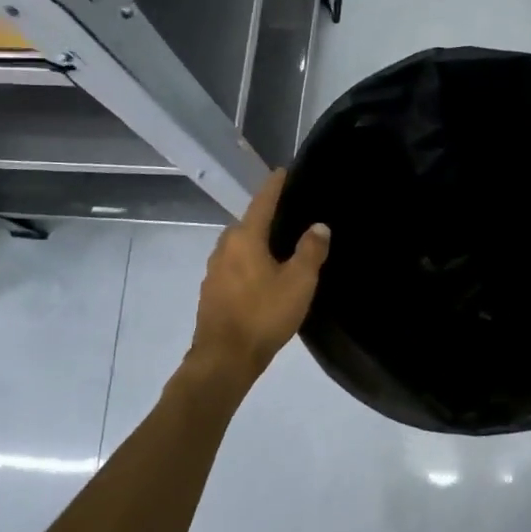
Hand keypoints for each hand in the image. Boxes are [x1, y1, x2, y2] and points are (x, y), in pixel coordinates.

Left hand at [185, 170, 330, 395]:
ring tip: (278, 247)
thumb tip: (319, 226)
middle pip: (248, 223)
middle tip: (289, 215)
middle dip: (266, 217)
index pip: (262, 202)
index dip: (274, 186)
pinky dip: (248, 263)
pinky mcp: (211, 292)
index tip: (282, 171)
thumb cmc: (263, 315)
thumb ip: (311, 250)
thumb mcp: (298, 282)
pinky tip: (262, 276)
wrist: (223, 360)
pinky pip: (234, 266)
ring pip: (239, 246)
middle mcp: (225, 247)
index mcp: (245, 238)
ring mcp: (214, 270)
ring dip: (256, 242)